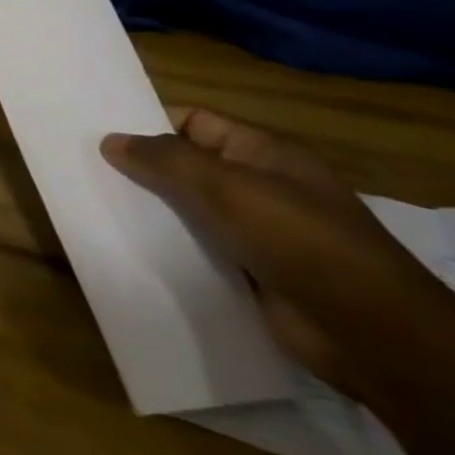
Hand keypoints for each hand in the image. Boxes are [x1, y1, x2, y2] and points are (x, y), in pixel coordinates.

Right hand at [100, 109, 454, 406]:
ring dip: (149, 212)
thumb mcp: (227, 189)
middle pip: (188, 166)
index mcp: (266, 154)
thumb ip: (166, 161)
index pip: (196, 122)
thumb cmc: (300, 241)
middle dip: (140, 169)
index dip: (150, 124)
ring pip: (188, 210)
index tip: (98, 134)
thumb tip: (111, 140)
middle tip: (84, 171)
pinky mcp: (249, 271)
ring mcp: (257, 231)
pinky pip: (196, 249)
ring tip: (93, 209)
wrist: (370, 331)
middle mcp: (261, 186)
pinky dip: (166, 247)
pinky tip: (128, 249)